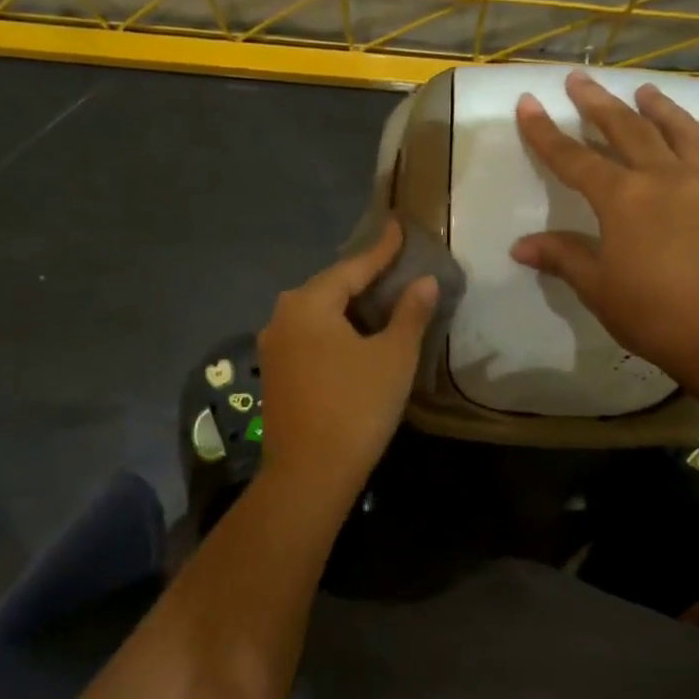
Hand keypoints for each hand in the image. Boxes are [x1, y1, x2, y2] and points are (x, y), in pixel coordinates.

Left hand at [257, 220, 437, 496]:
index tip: (398, 225)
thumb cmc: (356, 406)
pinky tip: (353, 334)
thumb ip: (410, 314)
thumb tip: (425, 282)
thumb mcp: (393, 357)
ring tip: (379, 296)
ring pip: (318, 312)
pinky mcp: (274, 372)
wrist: (309, 473)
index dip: (381, 248)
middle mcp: (283, 316)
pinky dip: (334, 328)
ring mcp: (274, 346)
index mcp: (309, 303)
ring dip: (348, 304)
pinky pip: (309, 335)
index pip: (354, 266)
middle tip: (393, 263)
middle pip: (330, 286)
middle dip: (363, 275)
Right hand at [511, 70, 698, 388]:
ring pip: (671, 130)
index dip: (545, 132)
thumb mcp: (598, 289)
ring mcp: (697, 185)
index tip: (527, 103)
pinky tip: (686, 128)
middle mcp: (660, 178)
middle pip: (624, 129)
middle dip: (596, 103)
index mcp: (623, 198)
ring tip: (641, 89)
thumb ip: (563, 258)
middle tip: (577, 79)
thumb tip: (520, 246)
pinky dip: (688, 131)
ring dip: (652, 107)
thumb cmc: (654, 315)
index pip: (573, 158)